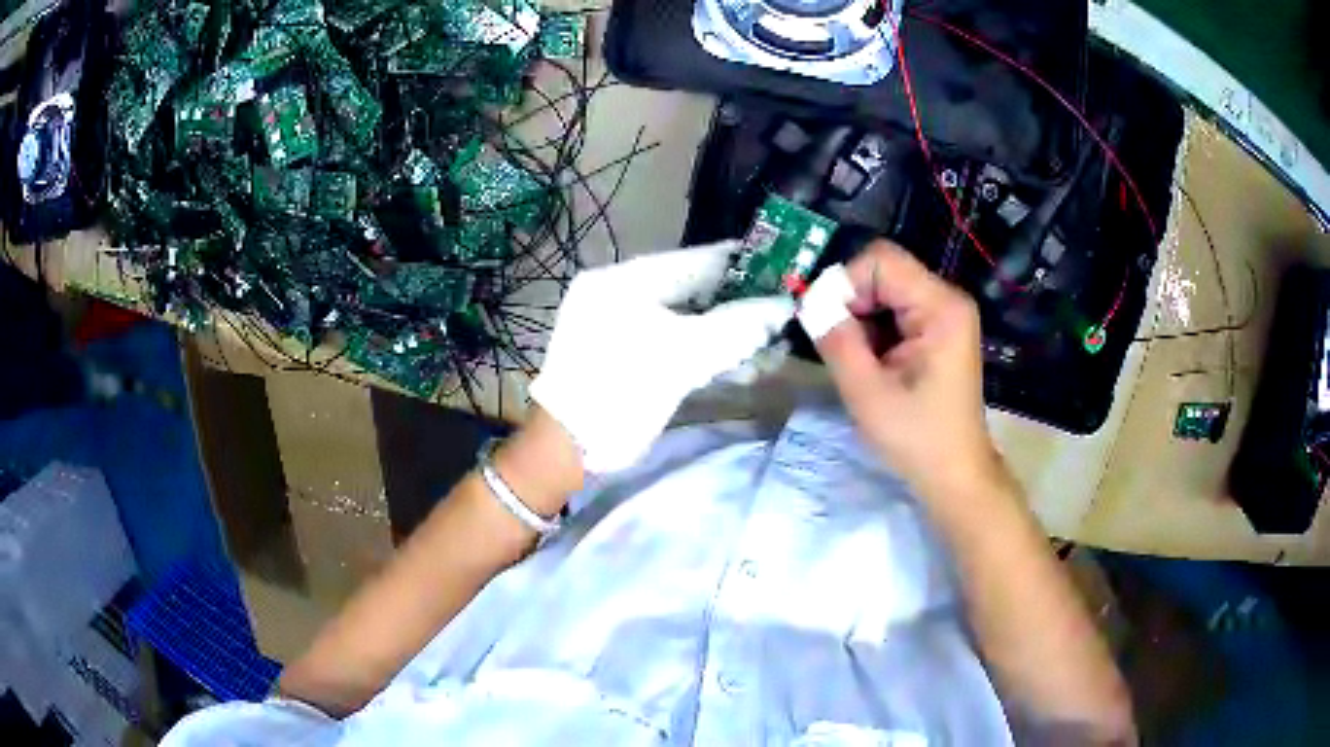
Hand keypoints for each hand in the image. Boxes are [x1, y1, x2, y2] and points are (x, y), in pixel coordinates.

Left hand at [532, 242, 793, 472]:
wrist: (567, 448)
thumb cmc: (620, 392)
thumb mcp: (682, 357)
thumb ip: (735, 327)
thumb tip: (781, 306)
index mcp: (624, 281)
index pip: (694, 260)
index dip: (740, 264)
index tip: (781, 268)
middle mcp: (618, 293)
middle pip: (691, 289)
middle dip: (737, 305)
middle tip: (779, 313)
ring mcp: (617, 324)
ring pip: (684, 319)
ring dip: (724, 332)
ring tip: (767, 346)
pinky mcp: (621, 354)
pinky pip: (670, 341)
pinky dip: (702, 350)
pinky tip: (737, 364)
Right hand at [805, 240, 1000, 497]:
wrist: (955, 473)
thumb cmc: (916, 437)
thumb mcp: (866, 392)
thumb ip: (836, 339)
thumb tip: (809, 303)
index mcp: (940, 307)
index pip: (881, 260)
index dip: (846, 283)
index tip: (831, 325)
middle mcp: (947, 299)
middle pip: (884, 272)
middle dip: (852, 303)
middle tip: (841, 347)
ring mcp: (945, 314)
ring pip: (886, 290)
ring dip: (861, 319)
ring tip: (859, 361)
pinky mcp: (938, 330)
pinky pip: (895, 310)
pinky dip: (875, 330)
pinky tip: (873, 363)